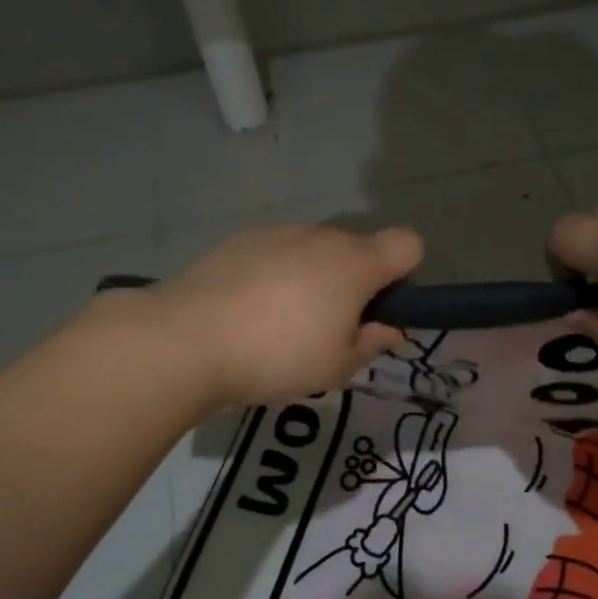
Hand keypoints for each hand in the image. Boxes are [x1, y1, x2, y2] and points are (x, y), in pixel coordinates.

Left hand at [108, 224, 423, 408]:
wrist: (188, 339)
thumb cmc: (278, 356)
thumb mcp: (337, 366)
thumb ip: (372, 343)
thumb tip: (388, 329)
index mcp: (356, 262)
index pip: (409, 244)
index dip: (405, 276)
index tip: (380, 311)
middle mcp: (322, 236)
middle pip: (359, 249)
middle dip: (356, 282)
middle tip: (331, 330)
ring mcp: (279, 233)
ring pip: (316, 251)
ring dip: (315, 278)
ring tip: (283, 324)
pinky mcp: (242, 240)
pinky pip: (279, 253)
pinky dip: (278, 274)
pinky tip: (250, 311)